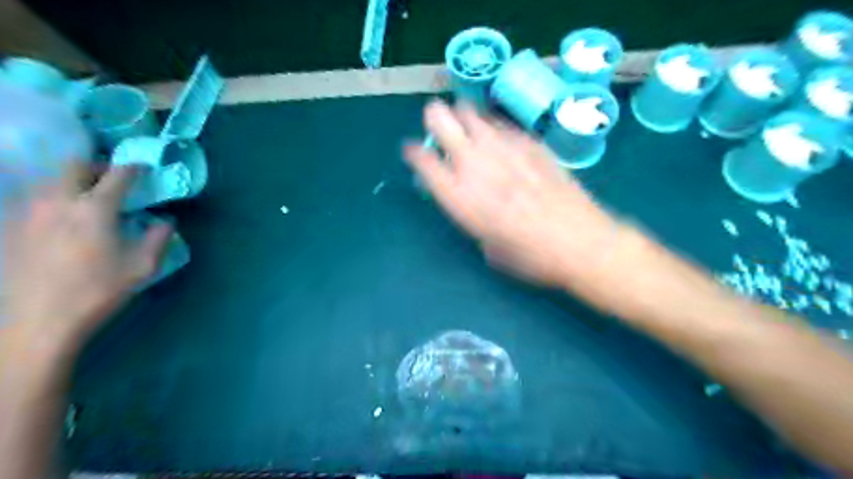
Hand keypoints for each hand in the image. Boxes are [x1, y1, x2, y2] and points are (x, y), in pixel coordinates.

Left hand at [0, 164, 172, 351]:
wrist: (40, 320)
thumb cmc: (99, 291)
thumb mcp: (143, 267)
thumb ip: (158, 238)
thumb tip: (167, 221)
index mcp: (96, 209)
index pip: (118, 175)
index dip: (134, 168)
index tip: (144, 169)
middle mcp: (59, 201)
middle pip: (75, 166)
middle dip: (97, 166)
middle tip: (112, 179)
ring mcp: (30, 212)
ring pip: (50, 180)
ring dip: (73, 181)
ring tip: (87, 197)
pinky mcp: (12, 227)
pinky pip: (34, 199)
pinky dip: (53, 198)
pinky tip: (62, 217)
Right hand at [404, 101, 620, 287]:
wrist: (580, 243)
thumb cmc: (530, 257)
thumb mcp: (488, 246)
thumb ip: (472, 217)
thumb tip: (471, 200)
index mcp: (459, 197)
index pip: (424, 162)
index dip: (414, 153)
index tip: (414, 151)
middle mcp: (475, 165)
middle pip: (443, 123)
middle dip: (435, 118)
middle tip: (437, 120)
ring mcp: (504, 149)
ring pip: (473, 114)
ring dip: (464, 116)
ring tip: (465, 120)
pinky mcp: (531, 143)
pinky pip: (503, 125)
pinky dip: (494, 126)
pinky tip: (498, 134)